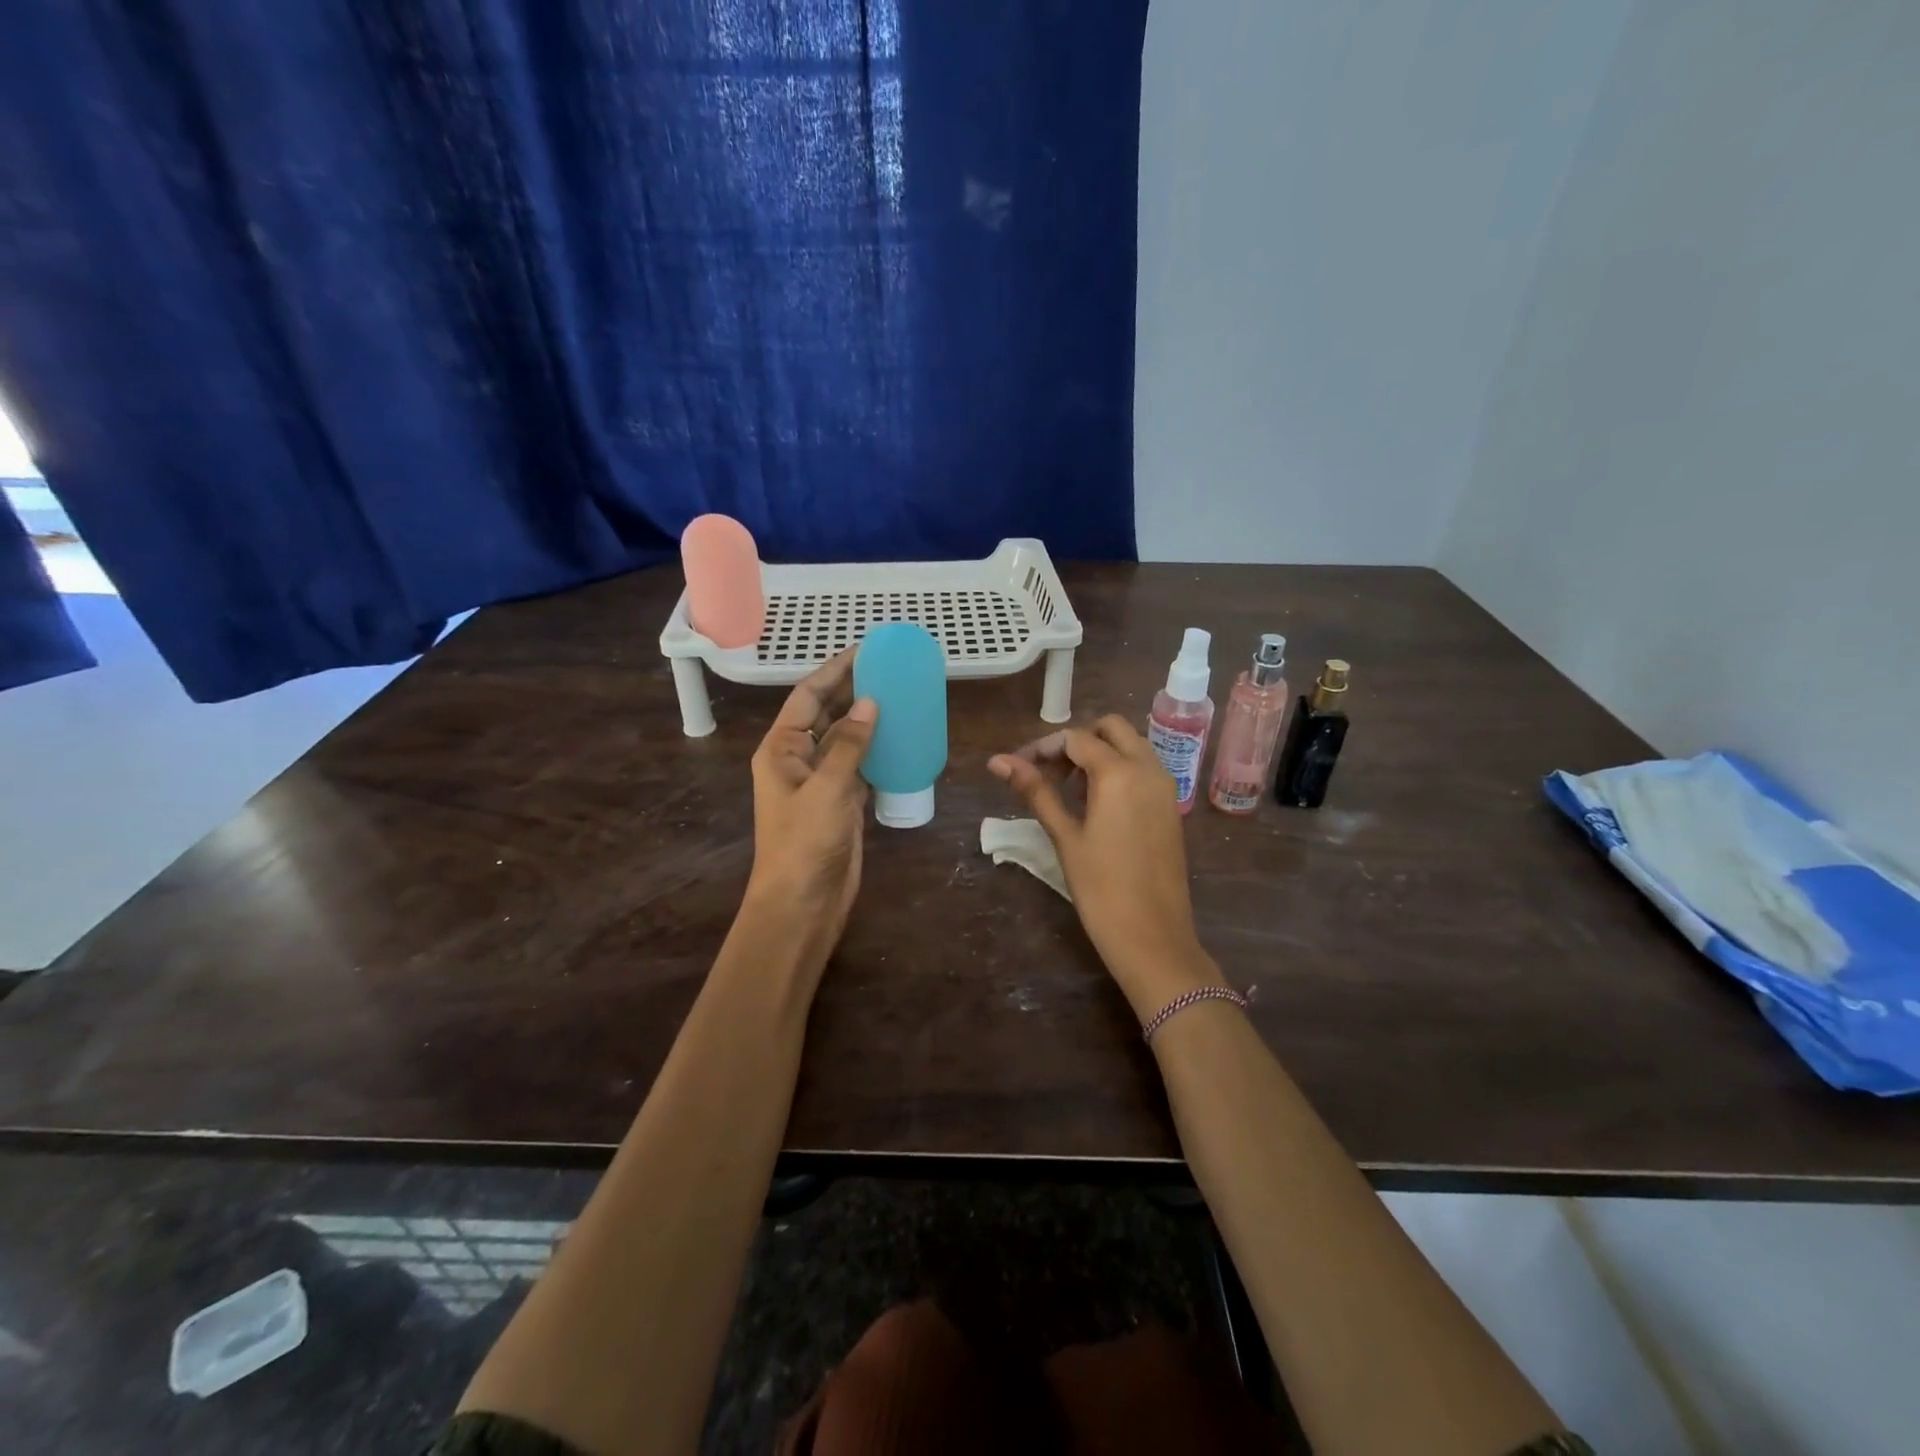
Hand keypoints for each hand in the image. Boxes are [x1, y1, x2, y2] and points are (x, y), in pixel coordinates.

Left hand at [744, 651, 877, 968]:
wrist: (803, 904)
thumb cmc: (804, 843)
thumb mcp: (827, 789)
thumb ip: (849, 745)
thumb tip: (870, 702)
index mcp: (781, 749)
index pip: (807, 697)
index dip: (834, 671)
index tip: (864, 649)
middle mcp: (798, 759)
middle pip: (826, 713)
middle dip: (853, 690)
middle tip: (889, 667)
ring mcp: (821, 782)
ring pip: (846, 739)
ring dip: (869, 718)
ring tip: (901, 694)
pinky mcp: (842, 802)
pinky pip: (861, 765)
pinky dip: (879, 749)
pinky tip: (902, 736)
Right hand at [989, 716, 1224, 1018]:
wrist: (1153, 937)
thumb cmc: (1100, 888)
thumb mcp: (1064, 835)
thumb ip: (1035, 791)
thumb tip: (998, 761)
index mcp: (1119, 772)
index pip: (1075, 739)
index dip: (1042, 748)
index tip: (1018, 768)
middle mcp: (1149, 768)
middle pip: (1110, 729)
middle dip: (1076, 741)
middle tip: (1048, 772)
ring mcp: (1165, 787)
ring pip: (1131, 746)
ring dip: (1099, 753)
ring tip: (1068, 789)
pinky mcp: (1171, 807)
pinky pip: (1144, 769)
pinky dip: (1119, 770)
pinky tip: (1097, 804)